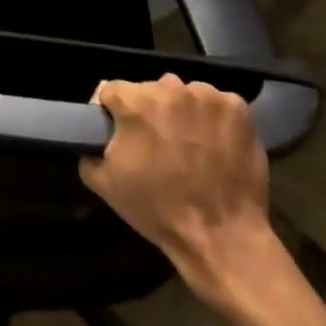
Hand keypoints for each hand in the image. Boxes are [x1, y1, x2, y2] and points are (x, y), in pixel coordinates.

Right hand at [79, 74, 273, 288]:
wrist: (222, 237)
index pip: (112, 90)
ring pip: (184, 94)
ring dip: (182, 113)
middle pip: (150, 90)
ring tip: (189, 145)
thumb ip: (88, 152)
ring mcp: (207, 96)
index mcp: (135, 102)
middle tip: (156, 144)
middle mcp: (169, 88)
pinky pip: (216, 104)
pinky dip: (213, 119)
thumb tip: (90, 141)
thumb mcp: (106, 185)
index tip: (119, 132)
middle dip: (149, 112)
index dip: (111, 111)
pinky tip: (214, 144)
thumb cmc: (159, 210)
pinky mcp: (236, 108)